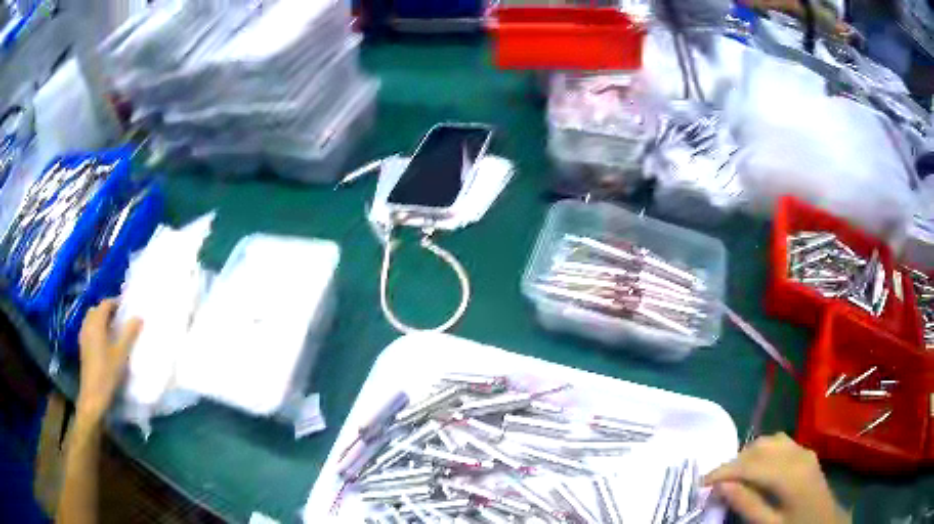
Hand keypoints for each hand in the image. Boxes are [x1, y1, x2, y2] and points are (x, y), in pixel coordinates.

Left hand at [76, 299, 141, 423]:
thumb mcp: (121, 353)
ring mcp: (83, 336)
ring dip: (101, 320)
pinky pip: (89, 329)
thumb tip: (139, 317)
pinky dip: (97, 329)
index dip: (116, 302)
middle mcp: (88, 324)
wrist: (93, 395)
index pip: (105, 304)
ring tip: (113, 329)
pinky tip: (104, 341)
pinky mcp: (83, 347)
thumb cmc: (108, 372)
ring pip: (92, 319)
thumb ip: (129, 334)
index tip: (127, 308)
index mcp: (96, 322)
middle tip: (121, 318)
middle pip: (97, 310)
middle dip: (108, 310)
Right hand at [704, 433, 850, 523]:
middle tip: (715, 483)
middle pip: (758, 448)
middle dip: (733, 463)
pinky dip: (762, 451)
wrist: (824, 522)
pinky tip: (757, 467)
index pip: (749, 465)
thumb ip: (747, 505)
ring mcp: (803, 450)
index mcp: (789, 474)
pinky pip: (780, 442)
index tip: (701, 482)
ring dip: (747, 455)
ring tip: (733, 476)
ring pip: (768, 441)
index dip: (723, 471)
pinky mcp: (805, 452)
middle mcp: (796, 454)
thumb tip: (721, 486)